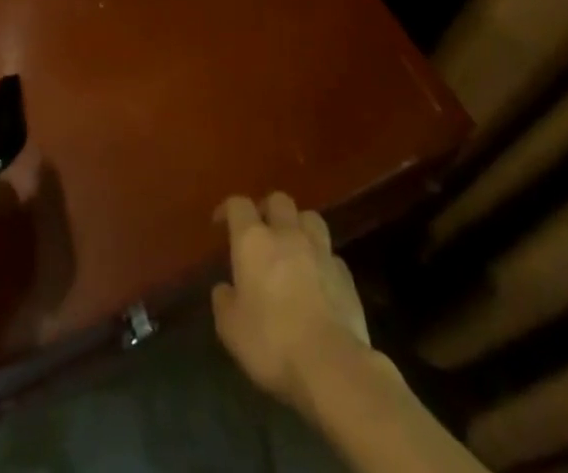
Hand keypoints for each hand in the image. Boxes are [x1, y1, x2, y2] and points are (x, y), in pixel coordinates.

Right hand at [211, 192, 370, 414]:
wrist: (332, 366)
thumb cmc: (272, 342)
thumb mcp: (231, 329)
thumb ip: (224, 301)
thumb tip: (224, 289)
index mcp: (253, 240)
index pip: (238, 204)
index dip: (228, 209)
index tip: (221, 224)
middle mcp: (287, 234)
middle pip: (278, 200)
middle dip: (268, 210)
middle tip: (261, 231)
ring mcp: (320, 252)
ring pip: (310, 218)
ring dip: (299, 226)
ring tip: (293, 247)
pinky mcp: (346, 276)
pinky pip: (331, 255)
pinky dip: (322, 261)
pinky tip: (318, 280)